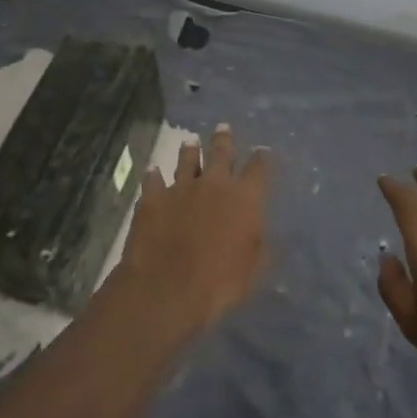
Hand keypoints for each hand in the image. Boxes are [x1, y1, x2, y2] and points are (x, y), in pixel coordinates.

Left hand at [115, 126, 270, 340]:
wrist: (167, 289)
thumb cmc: (219, 284)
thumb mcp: (254, 270)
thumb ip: (260, 245)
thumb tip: (263, 232)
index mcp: (244, 198)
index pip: (258, 169)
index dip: (261, 159)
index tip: (262, 151)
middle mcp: (214, 184)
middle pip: (221, 152)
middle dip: (224, 139)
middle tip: (223, 128)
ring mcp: (181, 187)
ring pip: (187, 159)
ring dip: (190, 150)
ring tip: (190, 141)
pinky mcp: (153, 198)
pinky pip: (154, 180)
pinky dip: (154, 175)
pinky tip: (153, 171)